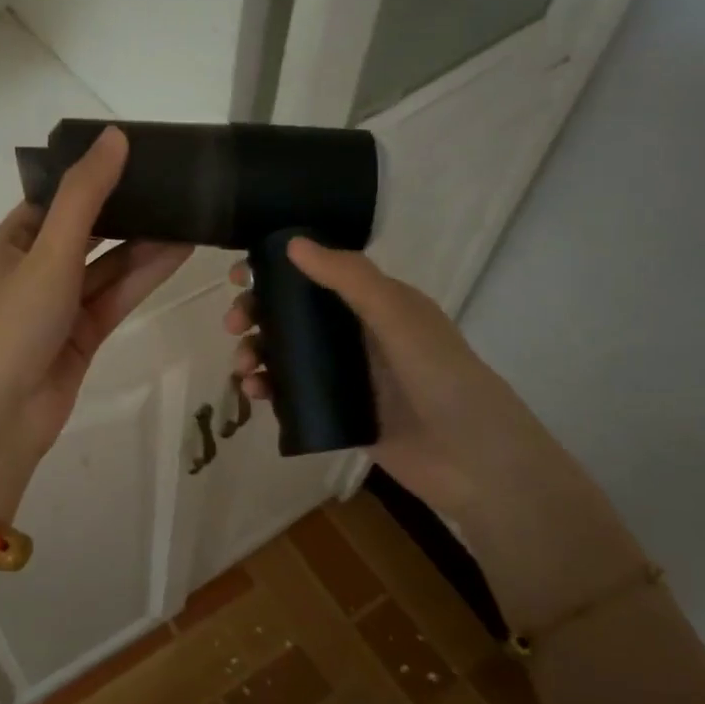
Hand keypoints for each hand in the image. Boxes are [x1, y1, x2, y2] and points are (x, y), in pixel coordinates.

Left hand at [0, 127, 189, 516]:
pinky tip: (179, 252)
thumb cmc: (13, 326)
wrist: (0, 418)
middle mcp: (34, 270)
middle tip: (173, 182)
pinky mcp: (84, 335)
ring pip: (107, 266)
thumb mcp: (47, 253)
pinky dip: (144, 276)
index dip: (92, 176)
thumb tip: (115, 137)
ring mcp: (60, 305)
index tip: (136, 154)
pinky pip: (117, 297)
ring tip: (190, 213)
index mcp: (10, 244)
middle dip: (126, 210)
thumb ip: (84, 197)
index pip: (55, 199)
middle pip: (87, 231)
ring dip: (143, 244)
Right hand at [224, 239, 506, 509]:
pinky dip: (268, 388)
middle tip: (233, 325)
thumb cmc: (441, 376)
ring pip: (286, 353)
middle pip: (292, 313)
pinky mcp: (336, 411)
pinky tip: (255, 393)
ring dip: (257, 352)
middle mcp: (356, 333)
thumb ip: (350, 279)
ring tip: (244, 368)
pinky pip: (291, 392)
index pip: (316, 274)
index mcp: (374, 302)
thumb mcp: (398, 317)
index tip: (239, 275)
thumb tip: (293, 242)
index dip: (275, 269)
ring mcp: (345, 374)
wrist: (472, 460)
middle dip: (257, 313)